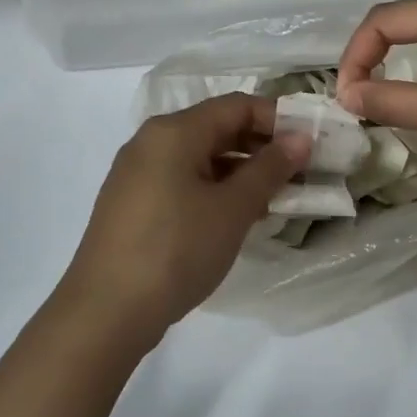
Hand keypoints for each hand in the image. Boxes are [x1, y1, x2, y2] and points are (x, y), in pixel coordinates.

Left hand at [56, 94, 306, 344]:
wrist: (106, 311)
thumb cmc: (176, 249)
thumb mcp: (232, 208)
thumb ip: (269, 168)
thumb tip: (300, 138)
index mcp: (174, 131)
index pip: (236, 105)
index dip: (278, 119)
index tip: (311, 143)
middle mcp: (151, 142)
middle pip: (216, 128)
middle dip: (261, 147)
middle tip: (300, 173)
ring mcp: (137, 173)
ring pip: (200, 158)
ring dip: (240, 172)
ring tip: (276, 200)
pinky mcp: (133, 203)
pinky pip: (182, 181)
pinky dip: (214, 189)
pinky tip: (237, 217)